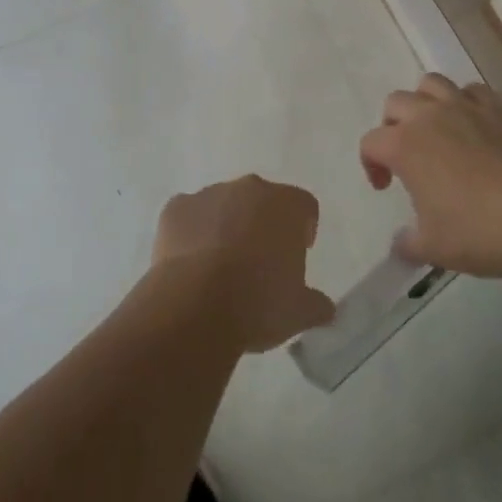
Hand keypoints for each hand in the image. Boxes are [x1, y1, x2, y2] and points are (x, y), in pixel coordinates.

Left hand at [151, 176, 336, 352]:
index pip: (304, 206)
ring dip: (225, 226)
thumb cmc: (258, 303)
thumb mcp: (298, 313)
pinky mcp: (176, 208)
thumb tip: (324, 308)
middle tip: (259, 262)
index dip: (303, 229)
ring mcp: (209, 194)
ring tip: (220, 268)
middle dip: (262, 224)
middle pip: (262, 200)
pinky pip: (188, 215)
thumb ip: (316, 305)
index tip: (297, 254)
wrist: (195, 305)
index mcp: (286, 205)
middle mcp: (249, 188)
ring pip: (223, 205)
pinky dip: (191, 233)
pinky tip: (189, 265)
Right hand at [360, 73, 501, 278]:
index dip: (371, 164)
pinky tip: (473, 125)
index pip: (371, 142)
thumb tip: (400, 244)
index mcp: (405, 145)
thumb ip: (408, 244)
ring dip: (425, 102)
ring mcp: (466, 107)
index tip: (385, 187)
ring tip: (435, 130)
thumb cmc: (480, 232)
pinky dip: (464, 101)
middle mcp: (429, 116)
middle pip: (396, 103)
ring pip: (431, 84)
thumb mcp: (434, 249)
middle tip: (406, 157)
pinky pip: (471, 90)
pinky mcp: (498, 108)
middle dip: (393, 126)